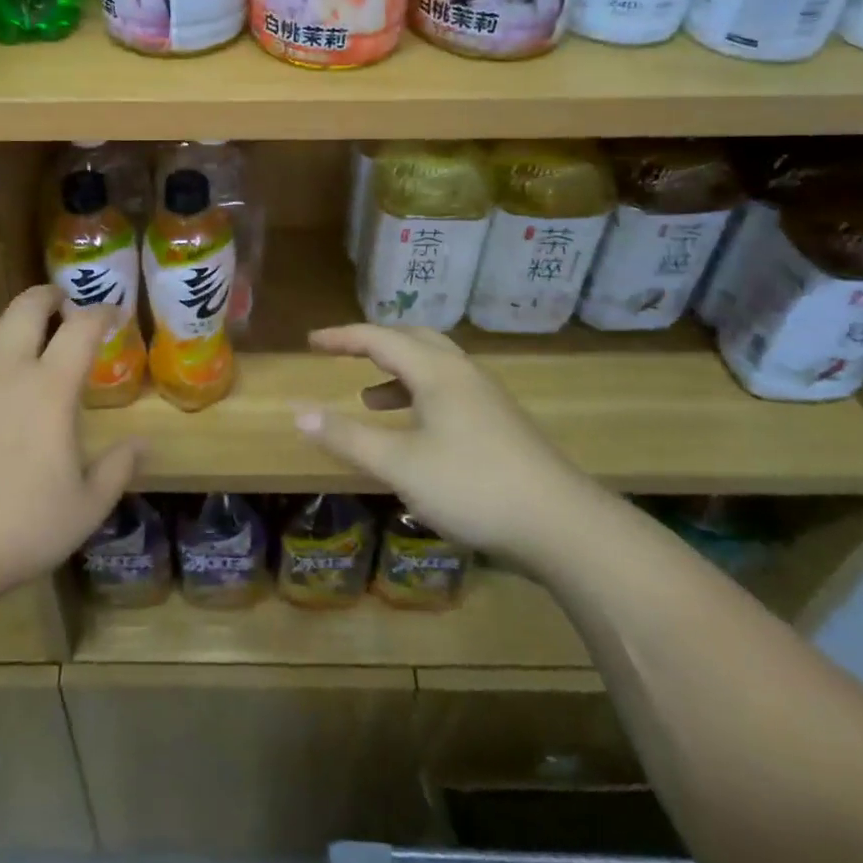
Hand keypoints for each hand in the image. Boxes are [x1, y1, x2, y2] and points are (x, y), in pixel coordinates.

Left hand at [0, 286, 139, 602]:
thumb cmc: (21, 527)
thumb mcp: (87, 507)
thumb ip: (118, 468)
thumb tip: (143, 443)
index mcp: (49, 389)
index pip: (81, 328)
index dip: (101, 312)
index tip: (113, 313)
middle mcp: (7, 370)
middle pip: (27, 307)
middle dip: (50, 296)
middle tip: (63, 305)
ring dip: (13, 319)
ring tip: (24, 337)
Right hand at [296, 323, 611, 564]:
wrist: (564, 526)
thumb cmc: (473, 486)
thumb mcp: (400, 465)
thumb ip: (348, 437)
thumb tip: (298, 412)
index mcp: (436, 371)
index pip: (379, 338)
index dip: (342, 337)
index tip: (311, 341)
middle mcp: (462, 373)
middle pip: (412, 340)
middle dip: (374, 344)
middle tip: (343, 355)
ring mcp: (487, 397)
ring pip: (434, 366)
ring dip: (397, 373)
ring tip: (369, 398)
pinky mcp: (500, 423)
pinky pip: (449, 390)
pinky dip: (419, 396)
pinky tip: (415, 432)